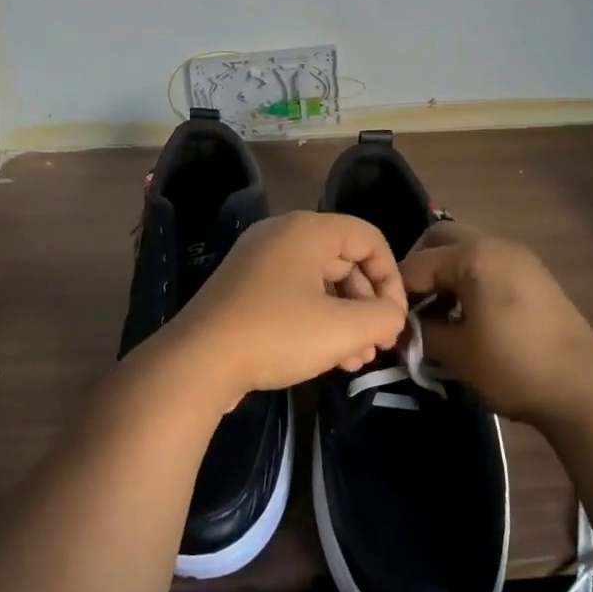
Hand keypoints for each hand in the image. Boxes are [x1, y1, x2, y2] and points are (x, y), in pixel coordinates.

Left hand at [158, 212, 408, 407]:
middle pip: (345, 260)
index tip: (394, 319)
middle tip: (377, 344)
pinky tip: (329, 359)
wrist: (198, 361)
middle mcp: (282, 235)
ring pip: (320, 283)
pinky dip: (316, 321)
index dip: (391, 278)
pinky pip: (294, 296)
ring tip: (357, 361)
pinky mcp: (244, 289)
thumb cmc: (277, 334)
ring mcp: (259, 262)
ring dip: (345, 319)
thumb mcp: (343, 328)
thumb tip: (392, 316)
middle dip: (367, 305)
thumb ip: (384, 317)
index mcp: (307, 229)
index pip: (369, 238)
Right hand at [399, 224, 592, 428]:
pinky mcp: (536, 277)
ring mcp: (521, 259)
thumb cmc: (513, 366)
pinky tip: (468, 317)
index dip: (398, 291)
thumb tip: (404, 327)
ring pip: (468, 251)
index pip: (418, 263)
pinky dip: (470, 282)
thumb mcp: (456, 352)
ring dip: (447, 275)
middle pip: (442, 240)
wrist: (585, 391)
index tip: (388, 319)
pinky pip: (490, 266)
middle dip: (421, 269)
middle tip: (411, 306)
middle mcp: (497, 245)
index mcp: (474, 255)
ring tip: (438, 315)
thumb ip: (421, 332)